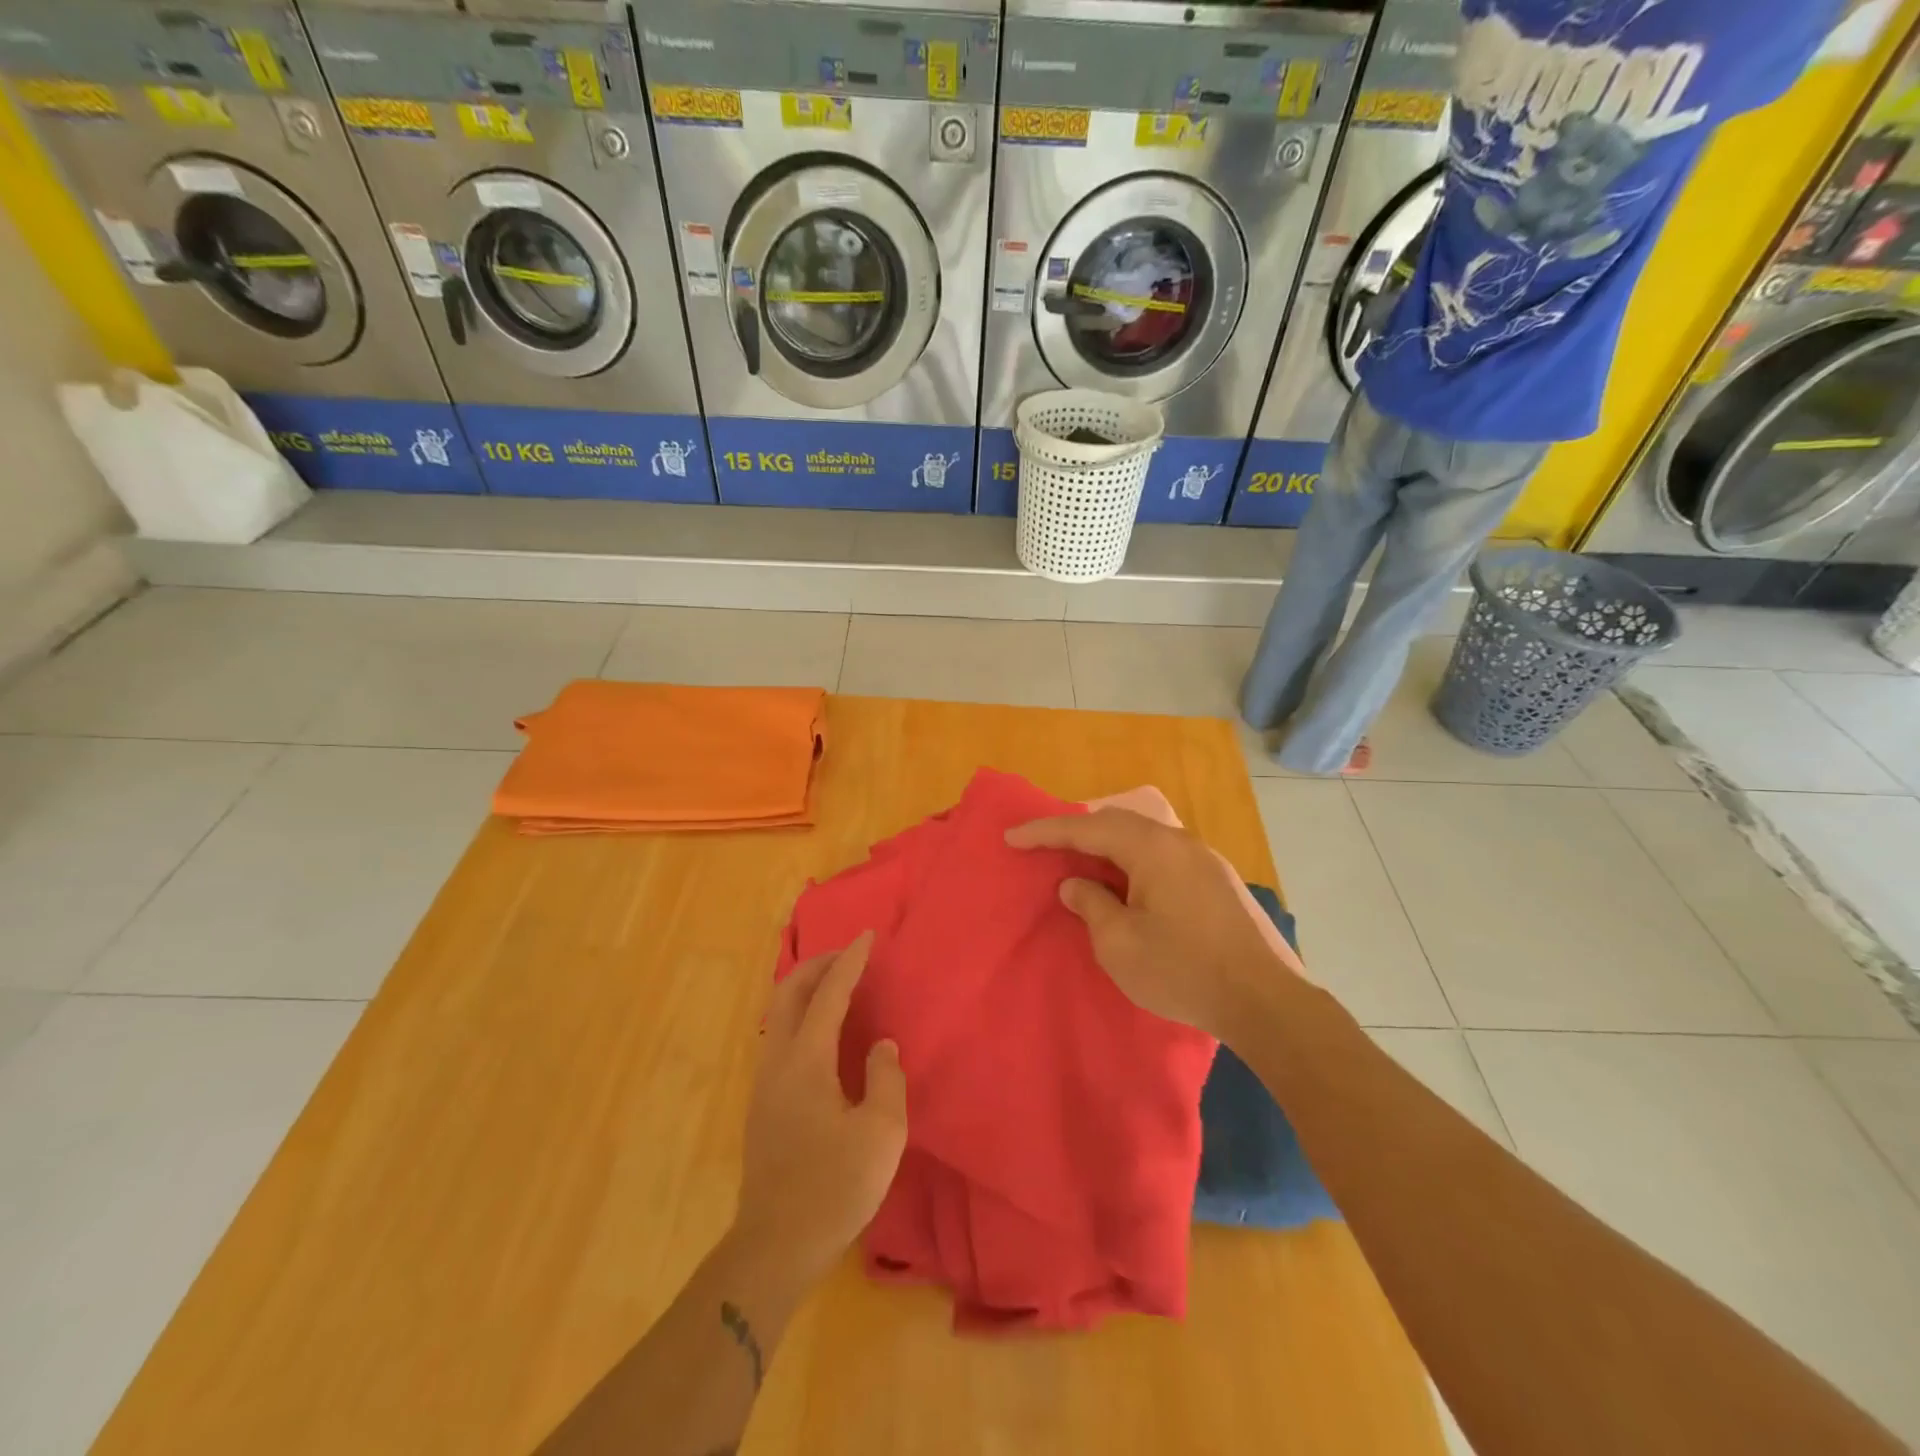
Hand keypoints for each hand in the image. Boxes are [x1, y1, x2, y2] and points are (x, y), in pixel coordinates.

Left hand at [735, 933, 906, 1285]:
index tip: (866, 936)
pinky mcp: (763, 1104)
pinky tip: (820, 1032)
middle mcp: (778, 1061)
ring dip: (805, 988)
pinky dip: (799, 1013)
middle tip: (848, 955)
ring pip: (778, 1014)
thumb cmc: (834, 1187)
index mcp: (806, 1061)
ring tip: (835, 984)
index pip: (828, 995)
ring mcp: (765, 1083)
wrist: (775, 1246)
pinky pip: (779, 1036)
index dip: (849, 962)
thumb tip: (881, 1047)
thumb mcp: (881, 1134)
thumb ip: (886, 1079)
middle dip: (818, 965)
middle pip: (789, 993)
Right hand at [1006, 808, 1303, 1041]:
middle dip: (1075, 831)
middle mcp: (1178, 842)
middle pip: (1117, 823)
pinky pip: (1161, 855)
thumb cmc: (1183, 970)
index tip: (1011, 838)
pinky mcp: (1216, 881)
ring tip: (1079, 858)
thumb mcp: (1120, 944)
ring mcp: (1203, 859)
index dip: (1045, 832)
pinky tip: (1125, 880)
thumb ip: (1092, 905)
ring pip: (1142, 837)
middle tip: (1043, 843)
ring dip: (1106, 845)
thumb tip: (1076, 884)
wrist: (1264, 1000)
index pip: (1087, 829)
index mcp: (1152, 849)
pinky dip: (1132, 859)